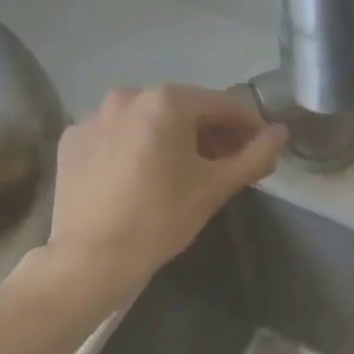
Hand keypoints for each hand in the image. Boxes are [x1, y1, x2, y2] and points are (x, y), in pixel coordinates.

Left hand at [41, 85, 286, 302]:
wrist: (91, 258)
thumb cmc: (160, 221)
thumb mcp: (213, 189)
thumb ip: (253, 157)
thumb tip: (281, 134)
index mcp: (166, 101)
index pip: (223, 104)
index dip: (249, 126)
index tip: (260, 150)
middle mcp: (127, 95)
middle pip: (183, 109)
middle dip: (208, 134)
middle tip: (223, 167)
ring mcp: (93, 116)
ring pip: (146, 122)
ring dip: (170, 140)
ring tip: (180, 175)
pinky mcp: (72, 140)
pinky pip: (115, 137)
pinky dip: (134, 150)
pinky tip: (138, 181)